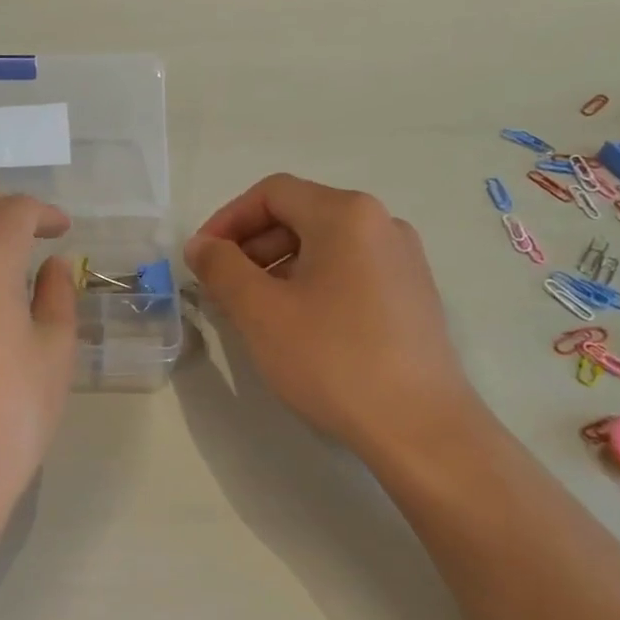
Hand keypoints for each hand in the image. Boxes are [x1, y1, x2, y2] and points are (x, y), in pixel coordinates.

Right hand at [185, 174, 479, 458]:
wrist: (419, 426)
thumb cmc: (332, 359)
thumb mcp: (261, 312)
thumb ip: (221, 268)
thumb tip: (201, 245)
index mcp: (346, 214)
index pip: (272, 193)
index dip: (227, 220)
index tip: (201, 260)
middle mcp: (381, 224)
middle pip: (300, 215)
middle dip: (251, 247)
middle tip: (221, 290)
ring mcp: (402, 260)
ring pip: (323, 246)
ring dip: (277, 268)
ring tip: (253, 312)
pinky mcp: (411, 295)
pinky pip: (348, 272)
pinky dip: (310, 285)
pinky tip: (296, 327)